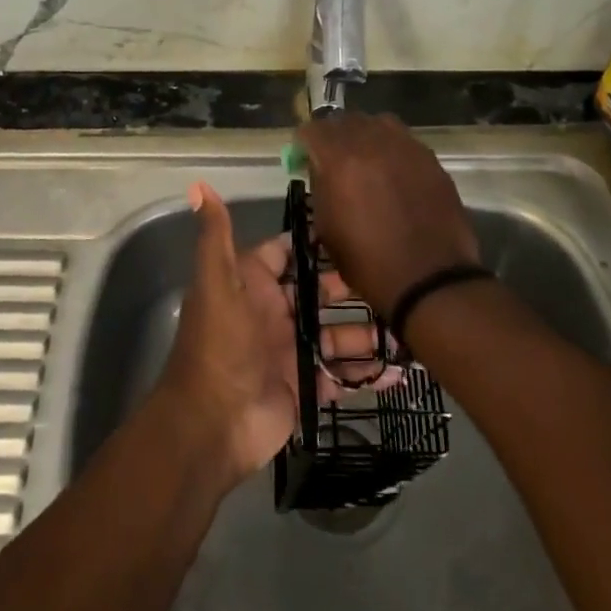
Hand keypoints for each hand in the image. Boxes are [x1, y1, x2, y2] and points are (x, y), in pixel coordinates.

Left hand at [154, 182, 395, 491]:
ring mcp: (291, 352)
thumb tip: (199, 185)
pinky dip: (368, 374)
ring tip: (411, 325)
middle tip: (397, 280)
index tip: (359, 228)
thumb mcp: (217, 284)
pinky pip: (342, 376)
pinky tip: (402, 370)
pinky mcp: (305, 388)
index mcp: (253, 286)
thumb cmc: (220, 346)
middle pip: (320, 294)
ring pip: (336, 336)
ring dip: (369, 332)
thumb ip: (215, 237)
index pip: (287, 254)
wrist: (212, 425)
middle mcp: (274, 314)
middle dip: (354, 288)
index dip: (317, 243)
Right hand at [297, 113, 480, 316]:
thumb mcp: (327, 228)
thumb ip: (321, 188)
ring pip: (378, 123)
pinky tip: (393, 173)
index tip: (303, 158)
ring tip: (365, 159)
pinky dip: (392, 149)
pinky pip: (404, 141)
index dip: (304, 143)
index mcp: (340, 160)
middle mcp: (372, 143)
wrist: (429, 278)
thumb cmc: (368, 262)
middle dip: (334, 135)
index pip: (313, 130)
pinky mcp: (430, 159)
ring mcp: (406, 147)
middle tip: (332, 158)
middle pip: (345, 120)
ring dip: (366, 135)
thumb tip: (321, 170)